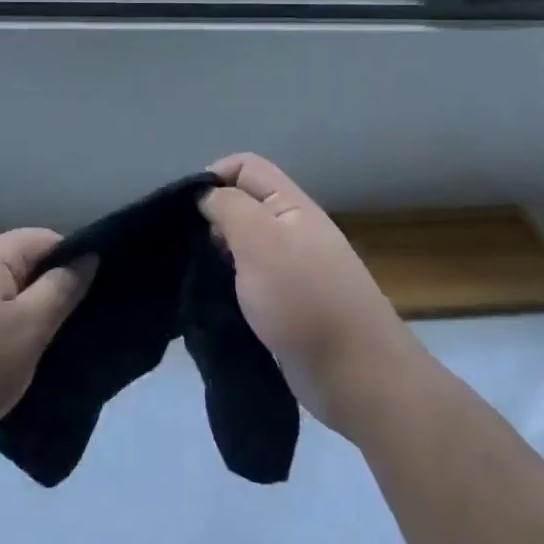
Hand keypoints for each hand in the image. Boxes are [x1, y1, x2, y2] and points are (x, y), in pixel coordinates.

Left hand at [0, 229, 94, 455]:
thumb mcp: (29, 329)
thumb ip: (60, 290)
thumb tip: (85, 258)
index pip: (43, 239)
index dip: (72, 262)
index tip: (89, 298)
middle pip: (16, 264)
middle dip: (44, 291)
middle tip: (66, 330)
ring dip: (15, 314)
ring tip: (32, 351)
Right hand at [200, 153, 416, 438]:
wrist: (357, 376)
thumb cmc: (304, 300)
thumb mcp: (260, 240)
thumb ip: (229, 207)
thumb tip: (206, 195)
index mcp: (291, 206)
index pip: (245, 167)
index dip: (212, 177)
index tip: (186, 213)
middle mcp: (292, 230)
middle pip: (243, 204)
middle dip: (210, 219)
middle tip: (189, 249)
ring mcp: (291, 270)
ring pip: (243, 245)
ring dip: (216, 255)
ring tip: (196, 276)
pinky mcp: (286, 306)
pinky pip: (249, 281)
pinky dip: (228, 285)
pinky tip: (213, 301)